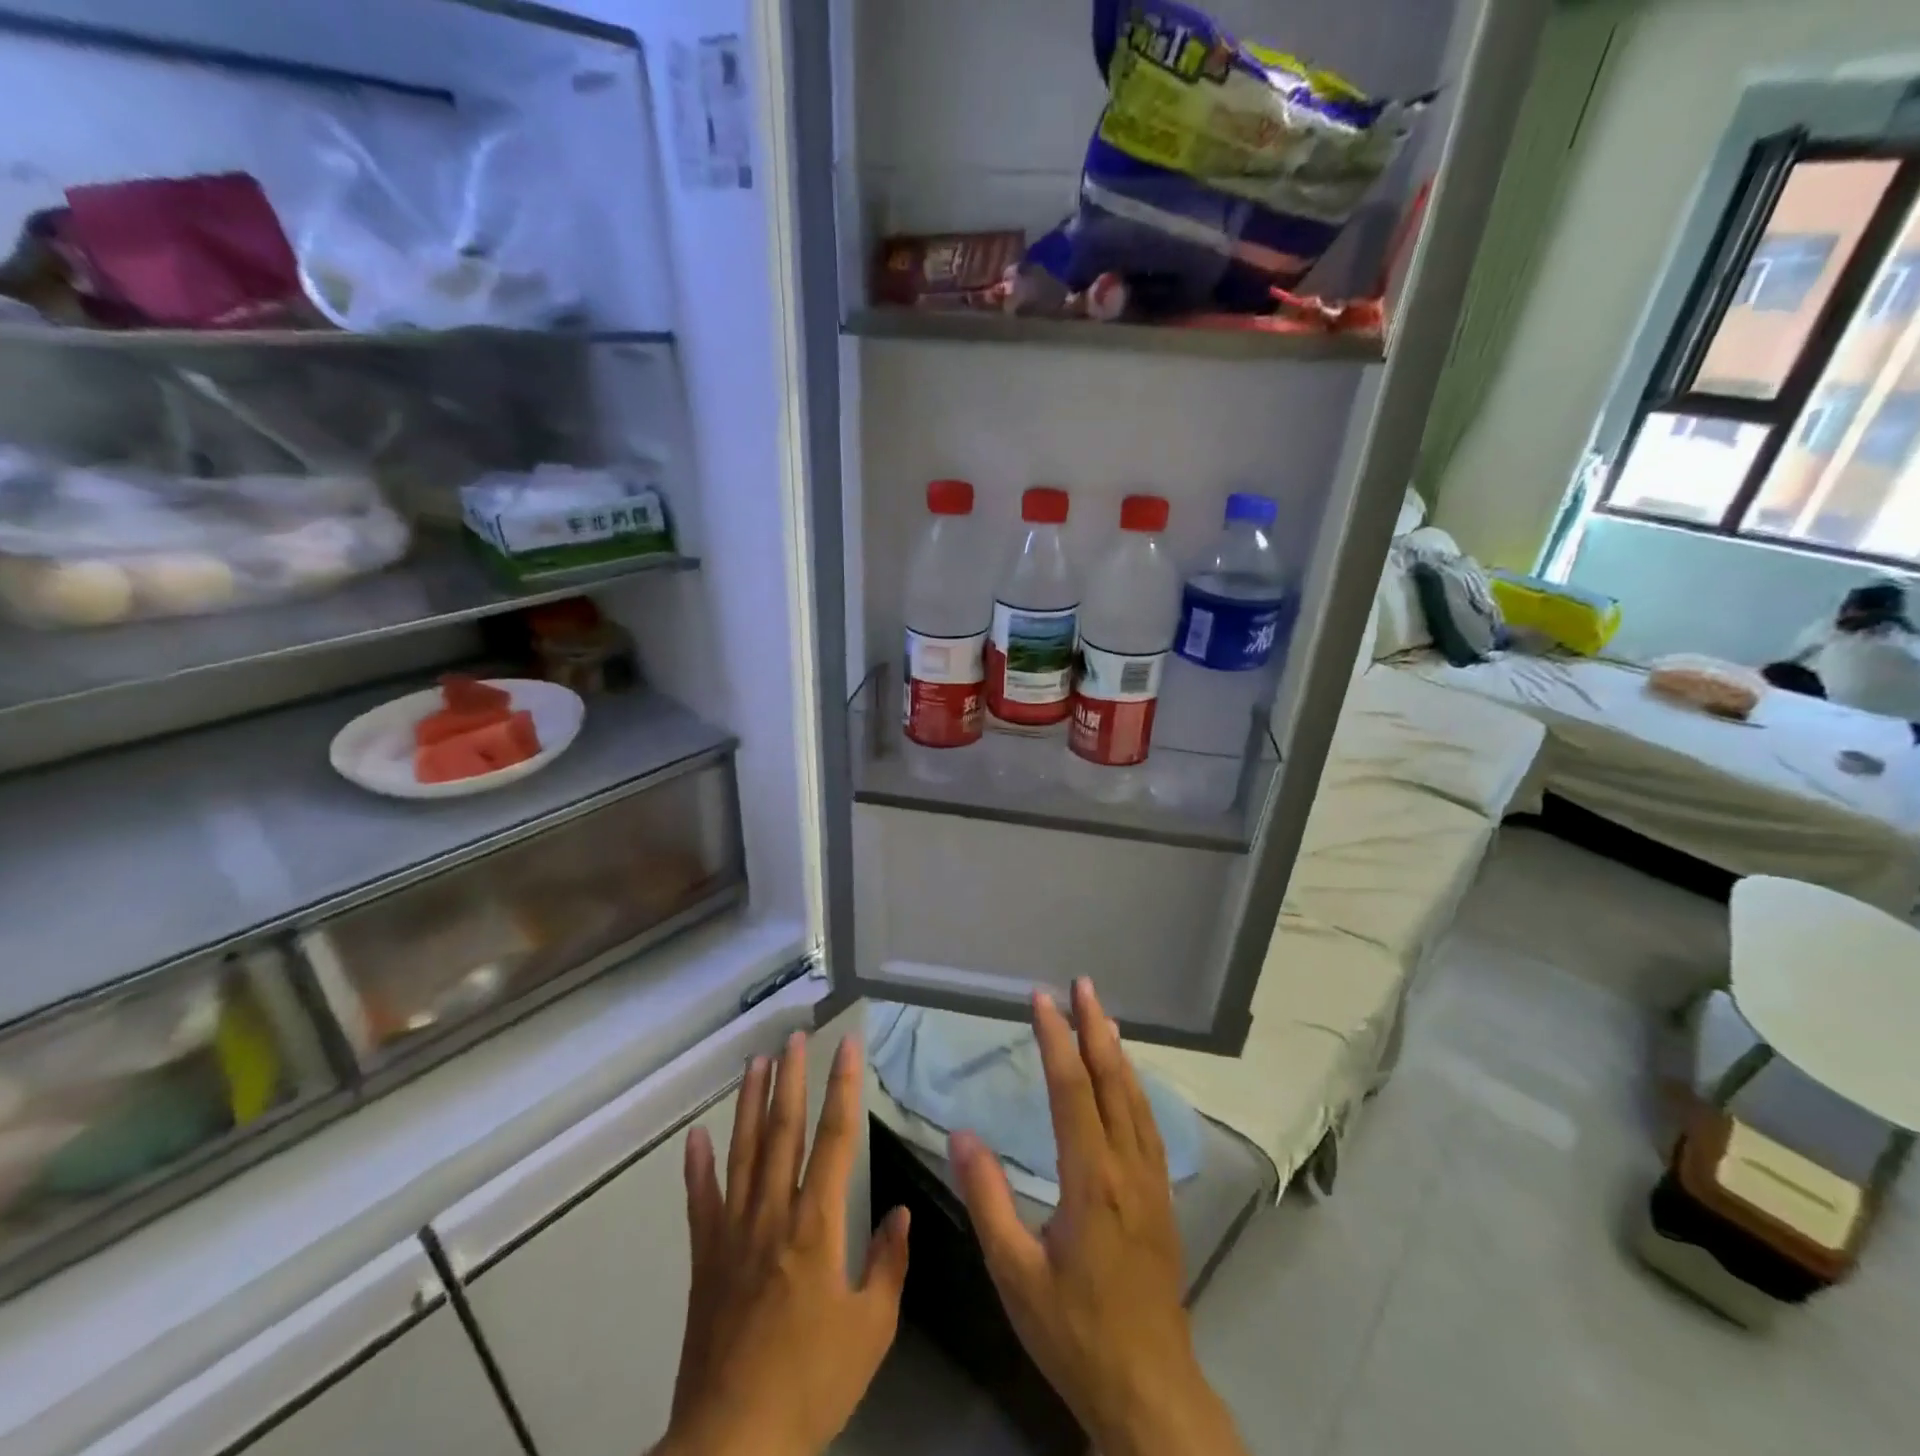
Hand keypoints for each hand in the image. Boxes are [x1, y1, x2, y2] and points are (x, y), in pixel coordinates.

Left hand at [658, 1032, 909, 1455]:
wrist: (732, 1443)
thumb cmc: (811, 1384)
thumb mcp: (871, 1331)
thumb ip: (888, 1265)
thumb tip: (901, 1214)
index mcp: (817, 1225)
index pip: (836, 1138)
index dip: (844, 1087)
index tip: (847, 1045)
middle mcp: (774, 1213)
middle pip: (784, 1131)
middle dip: (791, 1078)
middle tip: (794, 1036)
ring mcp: (734, 1233)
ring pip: (743, 1152)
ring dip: (750, 1104)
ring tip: (755, 1063)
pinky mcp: (704, 1259)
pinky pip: (700, 1203)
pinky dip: (696, 1168)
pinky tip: (695, 1137)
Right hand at [949, 980, 1247, 1455]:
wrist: (1149, 1389)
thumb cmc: (1074, 1331)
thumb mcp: (1015, 1273)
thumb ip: (988, 1199)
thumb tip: (961, 1133)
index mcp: (1091, 1179)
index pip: (1072, 1090)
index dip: (1056, 1040)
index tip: (1041, 1000)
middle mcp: (1127, 1167)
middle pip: (1112, 1081)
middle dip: (1095, 1028)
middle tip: (1083, 985)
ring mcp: (1152, 1181)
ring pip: (1136, 1099)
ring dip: (1117, 1052)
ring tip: (1102, 1017)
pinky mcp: (1163, 1198)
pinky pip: (1148, 1124)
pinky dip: (1134, 1087)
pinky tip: (1126, 1081)